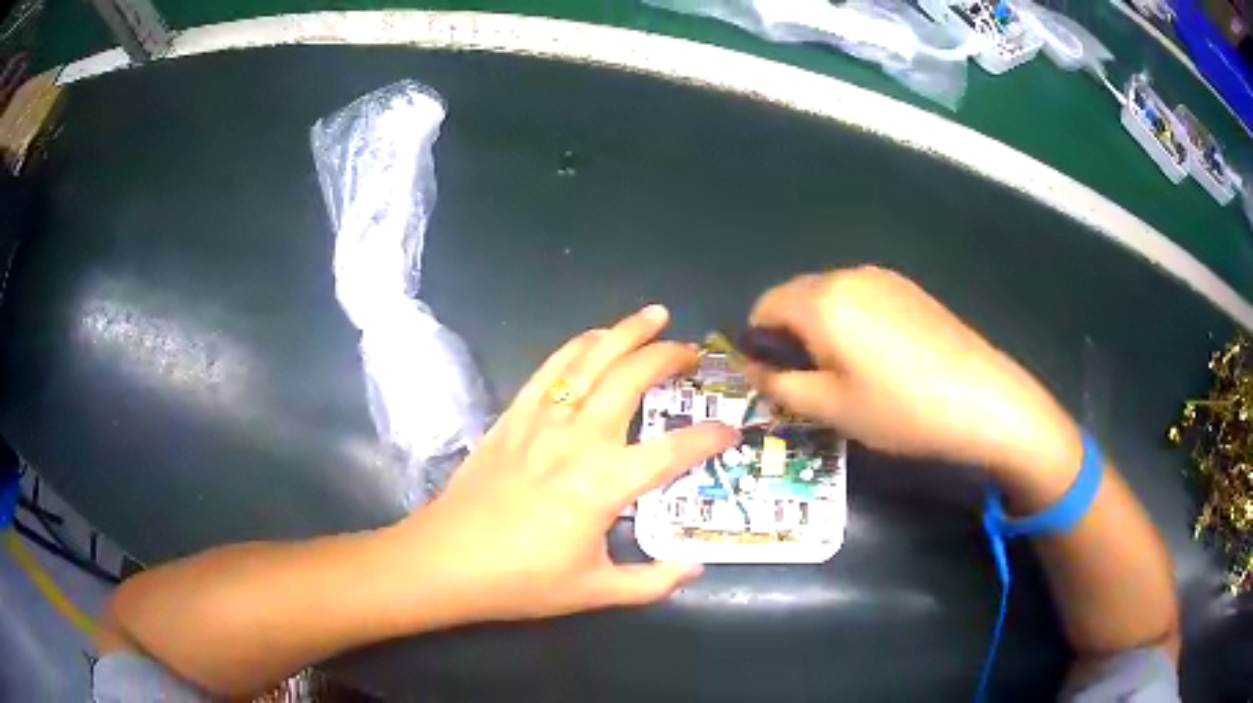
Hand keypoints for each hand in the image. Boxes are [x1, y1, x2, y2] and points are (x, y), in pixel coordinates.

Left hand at [396, 305, 738, 621]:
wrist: (447, 560)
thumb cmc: (521, 580)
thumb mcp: (595, 592)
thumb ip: (651, 582)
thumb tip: (694, 568)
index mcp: (604, 484)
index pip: (673, 450)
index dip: (709, 438)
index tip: (730, 430)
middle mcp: (578, 439)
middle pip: (631, 379)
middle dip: (668, 356)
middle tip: (692, 349)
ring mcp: (542, 421)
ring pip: (591, 360)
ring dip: (625, 332)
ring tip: (654, 315)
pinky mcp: (513, 416)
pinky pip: (550, 368)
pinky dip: (577, 345)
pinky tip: (593, 337)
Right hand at [748, 266, 1080, 485]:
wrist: (980, 398)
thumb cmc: (899, 409)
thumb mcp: (830, 408)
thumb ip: (779, 385)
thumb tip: (753, 370)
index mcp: (822, 301)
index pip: (765, 306)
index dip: (758, 343)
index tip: (775, 379)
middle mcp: (848, 276)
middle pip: (796, 296)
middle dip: (790, 334)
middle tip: (812, 380)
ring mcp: (883, 278)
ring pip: (830, 296)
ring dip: (822, 328)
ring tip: (850, 372)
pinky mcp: (908, 289)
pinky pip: (861, 298)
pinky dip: (852, 321)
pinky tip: (880, 358)